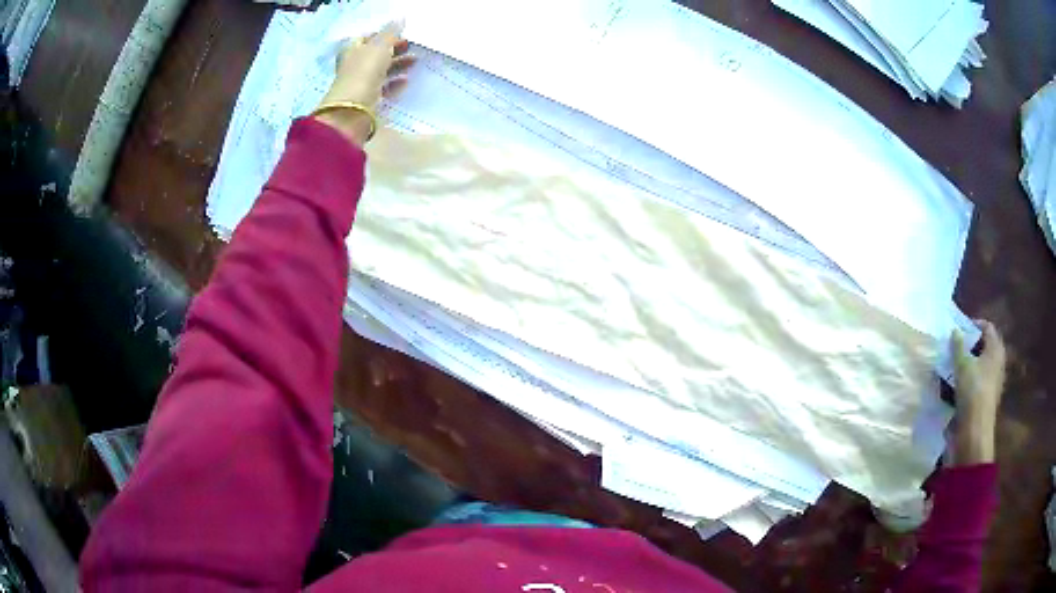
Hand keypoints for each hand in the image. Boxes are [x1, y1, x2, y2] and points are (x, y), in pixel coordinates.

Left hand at [314, 21, 415, 145]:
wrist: (354, 108)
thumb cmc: (364, 71)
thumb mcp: (380, 45)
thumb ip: (391, 32)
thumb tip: (400, 18)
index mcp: (352, 49)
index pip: (368, 37)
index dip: (383, 34)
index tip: (400, 34)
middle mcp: (354, 65)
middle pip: (376, 54)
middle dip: (394, 49)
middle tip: (411, 47)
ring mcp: (360, 82)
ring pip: (381, 70)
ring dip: (398, 65)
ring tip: (415, 62)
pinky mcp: (367, 98)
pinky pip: (383, 87)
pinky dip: (395, 83)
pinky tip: (406, 81)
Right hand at [950, 319, 1005, 464]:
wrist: (975, 429)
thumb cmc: (972, 390)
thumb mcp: (962, 365)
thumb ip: (958, 346)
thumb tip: (955, 331)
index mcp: (996, 348)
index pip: (987, 327)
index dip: (974, 324)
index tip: (961, 328)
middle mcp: (999, 361)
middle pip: (986, 346)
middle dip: (973, 345)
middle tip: (958, 346)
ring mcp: (995, 381)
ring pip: (983, 364)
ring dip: (971, 363)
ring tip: (956, 366)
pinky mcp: (989, 397)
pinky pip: (980, 381)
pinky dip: (971, 379)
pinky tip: (960, 385)